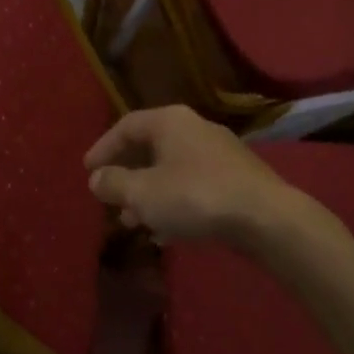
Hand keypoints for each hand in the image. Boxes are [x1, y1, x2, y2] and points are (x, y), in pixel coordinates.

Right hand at [84, 105, 293, 244]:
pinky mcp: (236, 178)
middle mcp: (195, 128)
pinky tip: (166, 232)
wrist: (265, 216)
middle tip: (110, 199)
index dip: (103, 147)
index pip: (127, 126)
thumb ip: (115, 184)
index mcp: (170, 121)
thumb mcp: (144, 193)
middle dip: (127, 176)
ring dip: (149, 194)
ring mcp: (219, 153)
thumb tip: (96, 178)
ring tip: (133, 222)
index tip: (88, 171)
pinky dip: (174, 203)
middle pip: (151, 147)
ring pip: (172, 170)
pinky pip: (194, 186)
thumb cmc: (195, 196)